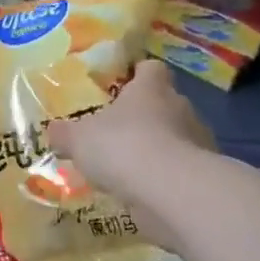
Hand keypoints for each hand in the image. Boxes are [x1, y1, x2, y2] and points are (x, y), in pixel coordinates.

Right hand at [47, 60, 217, 245]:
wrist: (172, 192)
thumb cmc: (123, 146)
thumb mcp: (78, 139)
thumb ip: (65, 134)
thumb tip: (54, 131)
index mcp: (150, 89)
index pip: (151, 69)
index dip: (138, 75)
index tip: (123, 86)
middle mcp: (180, 107)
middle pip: (164, 104)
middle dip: (145, 117)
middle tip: (118, 133)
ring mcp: (198, 142)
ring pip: (176, 138)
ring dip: (157, 149)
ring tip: (130, 168)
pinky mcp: (205, 176)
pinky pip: (181, 170)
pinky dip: (166, 178)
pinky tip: (144, 191)